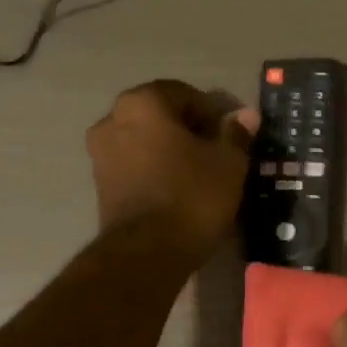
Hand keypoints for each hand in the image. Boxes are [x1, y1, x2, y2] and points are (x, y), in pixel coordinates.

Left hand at [86, 80, 257, 257]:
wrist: (147, 252)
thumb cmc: (192, 196)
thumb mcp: (228, 163)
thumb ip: (235, 134)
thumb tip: (245, 116)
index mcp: (143, 103)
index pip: (185, 94)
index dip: (213, 112)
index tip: (232, 135)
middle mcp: (113, 119)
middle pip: (161, 115)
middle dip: (189, 130)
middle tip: (218, 153)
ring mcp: (100, 153)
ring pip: (146, 141)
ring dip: (170, 150)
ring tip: (199, 174)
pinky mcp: (100, 184)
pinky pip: (135, 165)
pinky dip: (155, 170)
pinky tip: (178, 189)